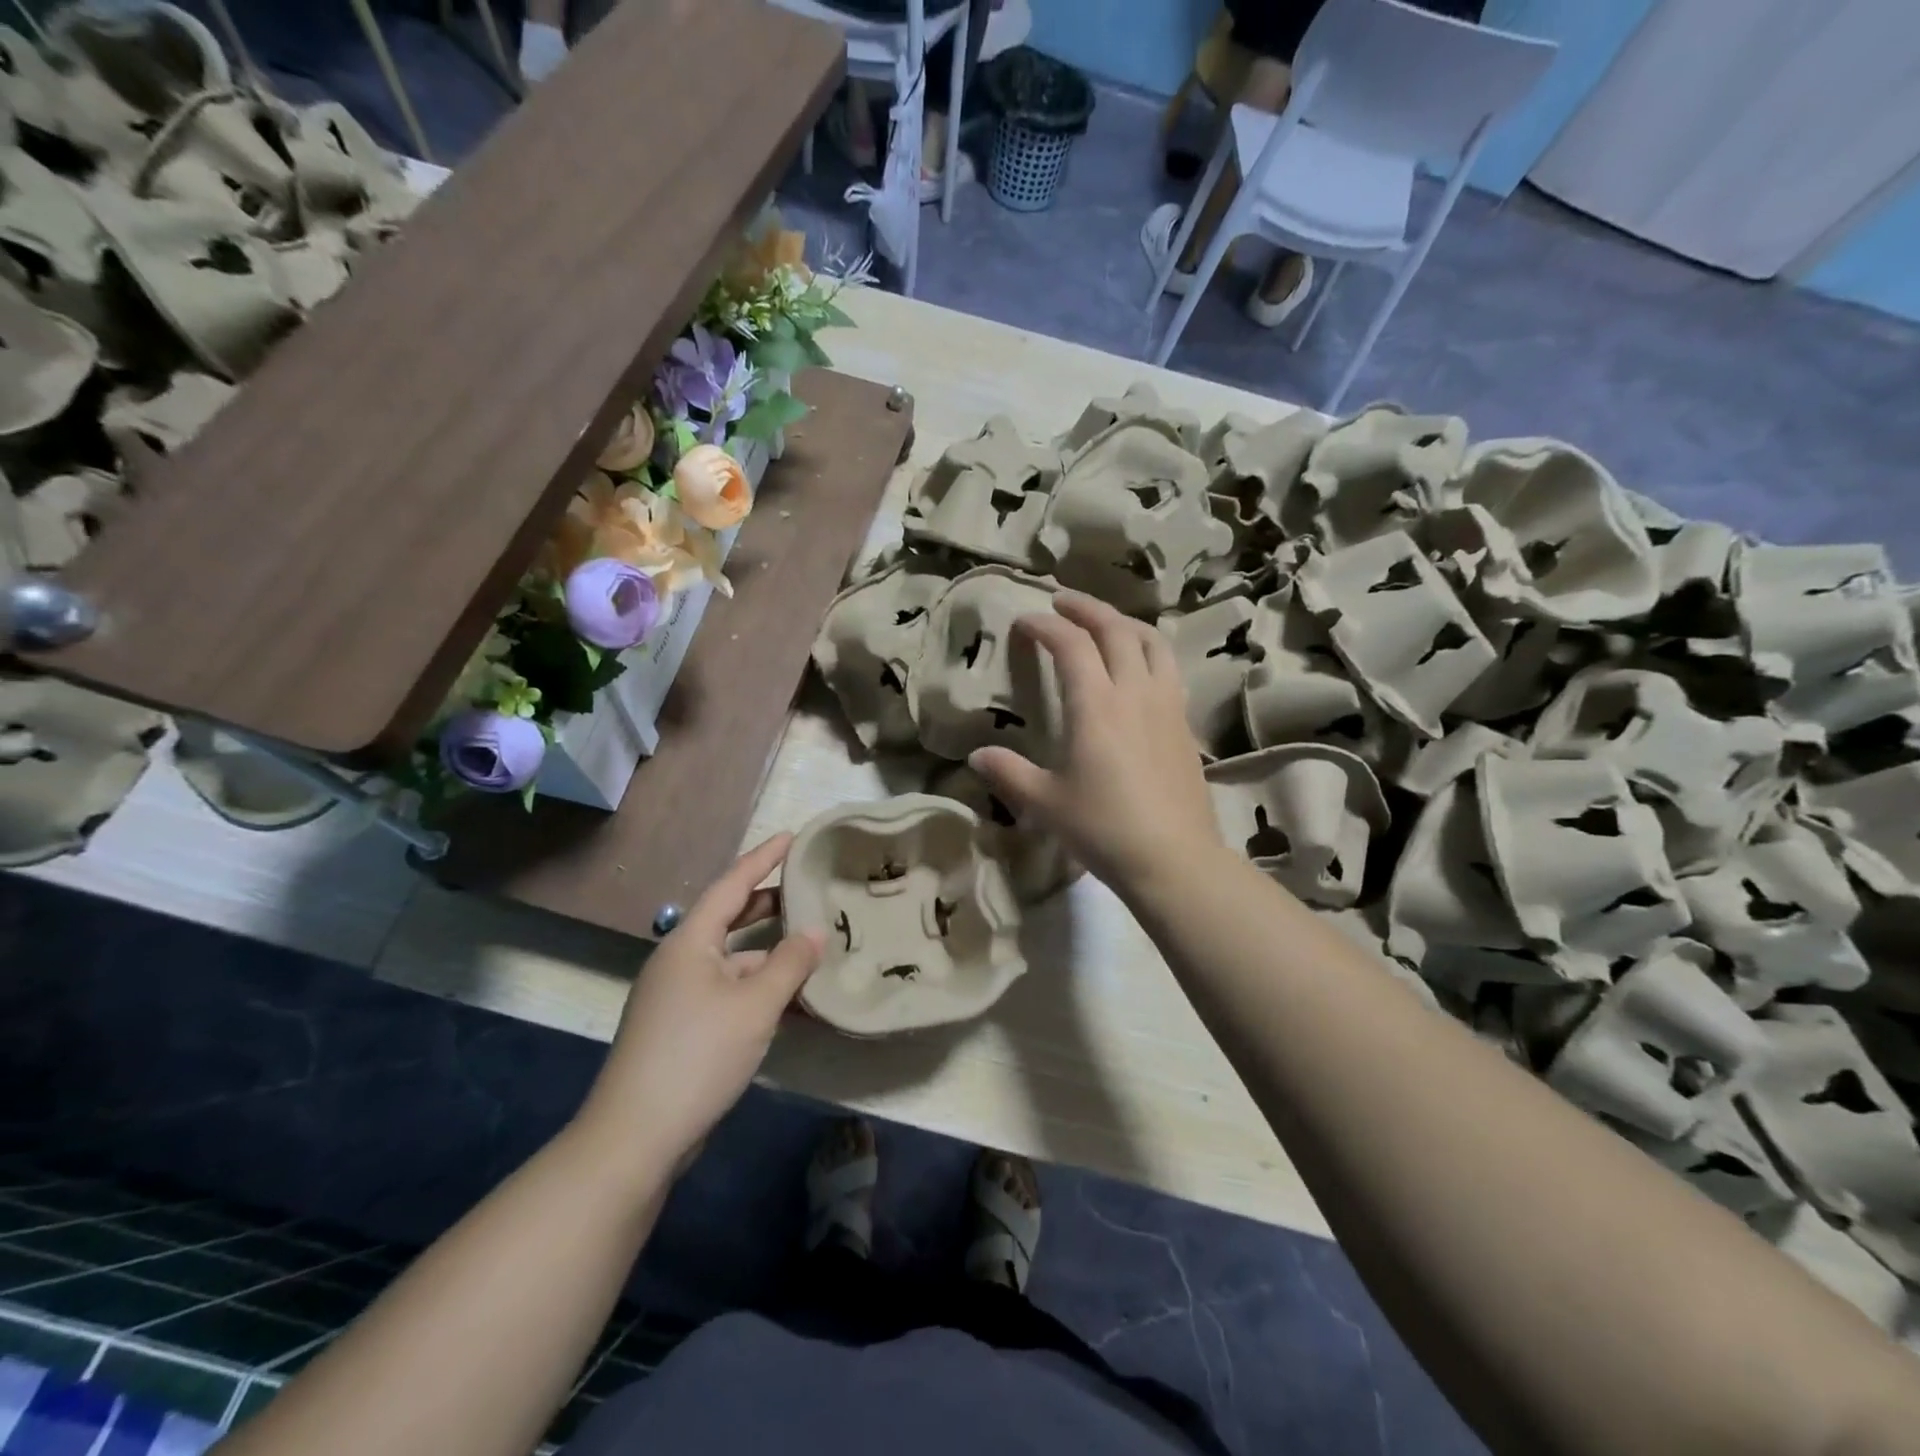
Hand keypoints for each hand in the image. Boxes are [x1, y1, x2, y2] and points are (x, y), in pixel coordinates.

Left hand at [578, 835, 824, 1174]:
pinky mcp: (682, 1028)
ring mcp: (678, 996)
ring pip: (733, 960)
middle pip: (730, 919)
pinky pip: (728, 992)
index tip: (792, 836)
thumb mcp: (755, 1005)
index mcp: (690, 942)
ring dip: (770, 954)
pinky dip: (759, 988)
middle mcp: (680, 960)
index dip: (763, 858)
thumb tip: (816, 931)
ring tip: (812, 948)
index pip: (732, 885)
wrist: (636, 1137)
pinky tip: (791, 1002)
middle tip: (808, 890)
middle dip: (769, 904)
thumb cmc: (697, 1055)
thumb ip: (790, 964)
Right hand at [970, 591, 1223, 900]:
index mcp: (1095, 705)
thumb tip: (976, 757)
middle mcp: (1134, 692)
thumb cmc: (1102, 827)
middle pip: (1115, 629)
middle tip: (1062, 602)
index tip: (1024, 621)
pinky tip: (1139, 667)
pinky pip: (1168, 668)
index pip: (1070, 644)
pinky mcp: (1184, 723)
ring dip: (1124, 623)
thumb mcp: (1044, 803)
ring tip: (1105, 623)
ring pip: (1151, 642)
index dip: (1045, 625)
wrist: (1172, 858)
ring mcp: (1166, 704)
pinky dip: (1148, 651)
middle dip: (1086, 608)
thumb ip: (1008, 773)